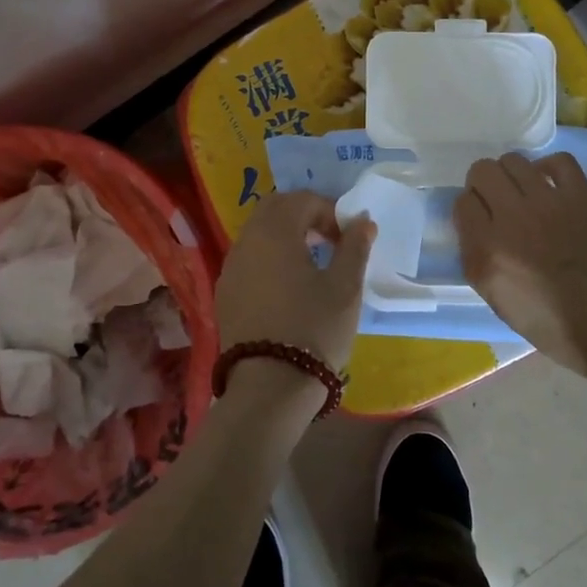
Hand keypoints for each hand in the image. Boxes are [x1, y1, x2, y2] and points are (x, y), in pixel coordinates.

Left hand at [216, 191, 375, 372]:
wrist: (269, 386)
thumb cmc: (314, 328)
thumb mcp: (345, 287)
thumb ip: (354, 246)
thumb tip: (362, 221)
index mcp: (275, 231)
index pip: (303, 200)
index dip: (330, 211)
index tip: (349, 238)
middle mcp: (246, 241)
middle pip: (275, 209)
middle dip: (304, 216)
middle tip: (330, 241)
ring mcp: (230, 267)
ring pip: (258, 233)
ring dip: (286, 237)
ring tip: (312, 264)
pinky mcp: (225, 293)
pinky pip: (248, 259)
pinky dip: (269, 258)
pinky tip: (288, 287)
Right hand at [455, 152, 586, 379]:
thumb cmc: (553, 325)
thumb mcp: (497, 301)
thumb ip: (477, 259)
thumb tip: (475, 228)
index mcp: (487, 251)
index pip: (462, 202)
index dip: (469, 210)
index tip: (479, 221)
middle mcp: (512, 219)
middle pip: (482, 171)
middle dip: (483, 184)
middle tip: (496, 203)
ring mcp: (548, 203)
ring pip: (514, 160)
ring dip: (512, 174)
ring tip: (522, 193)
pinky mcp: (581, 197)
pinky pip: (559, 161)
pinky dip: (549, 167)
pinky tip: (549, 185)